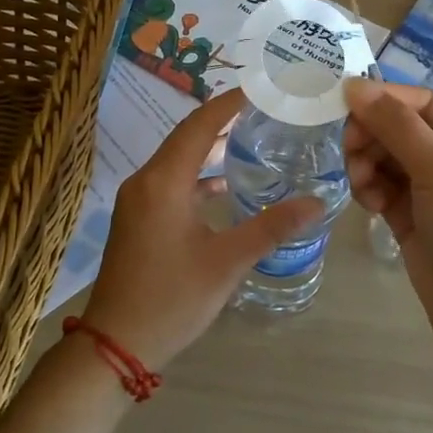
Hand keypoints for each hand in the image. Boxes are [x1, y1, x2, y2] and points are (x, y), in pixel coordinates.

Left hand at [82, 87, 322, 370]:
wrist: (116, 343)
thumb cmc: (172, 298)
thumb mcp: (227, 262)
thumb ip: (271, 227)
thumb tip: (317, 202)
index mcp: (164, 181)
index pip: (199, 125)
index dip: (229, 104)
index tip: (260, 89)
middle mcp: (146, 181)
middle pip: (186, 137)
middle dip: (222, 120)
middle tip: (261, 109)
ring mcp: (137, 201)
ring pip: (177, 160)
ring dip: (209, 148)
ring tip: (249, 138)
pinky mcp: (137, 219)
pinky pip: (170, 182)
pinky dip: (197, 176)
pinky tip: (223, 186)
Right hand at [342, 79, 432, 351]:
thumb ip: (396, 125)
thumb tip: (355, 84)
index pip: (425, 103)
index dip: (385, 100)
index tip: (343, 102)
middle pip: (402, 128)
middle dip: (373, 137)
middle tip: (349, 152)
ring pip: (387, 157)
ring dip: (368, 164)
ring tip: (362, 187)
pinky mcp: (415, 215)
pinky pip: (383, 186)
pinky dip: (371, 189)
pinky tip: (369, 204)